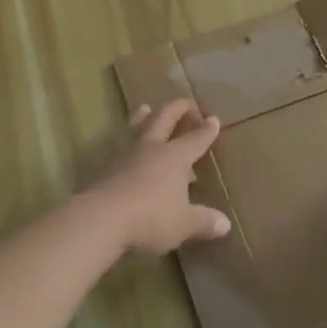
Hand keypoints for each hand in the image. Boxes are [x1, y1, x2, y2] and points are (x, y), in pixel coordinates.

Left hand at [91, 99, 232, 253]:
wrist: (101, 218)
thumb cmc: (151, 217)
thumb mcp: (183, 224)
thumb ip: (203, 221)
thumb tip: (225, 225)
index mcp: (175, 157)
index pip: (195, 139)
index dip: (206, 130)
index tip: (213, 119)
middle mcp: (151, 149)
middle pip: (163, 119)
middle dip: (176, 109)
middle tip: (185, 102)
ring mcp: (125, 156)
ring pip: (136, 128)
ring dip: (142, 117)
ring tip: (144, 107)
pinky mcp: (104, 168)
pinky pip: (118, 148)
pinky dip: (125, 143)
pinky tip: (123, 148)